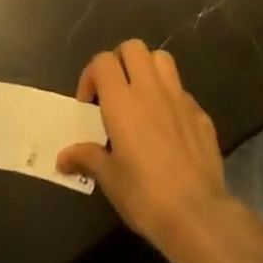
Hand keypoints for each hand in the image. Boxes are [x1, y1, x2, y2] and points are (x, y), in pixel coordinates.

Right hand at [57, 40, 249, 262]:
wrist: (197, 214)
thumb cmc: (145, 195)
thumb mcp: (109, 179)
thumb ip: (87, 158)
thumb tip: (62, 157)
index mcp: (122, 101)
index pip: (103, 61)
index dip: (92, 75)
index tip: (89, 103)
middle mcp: (150, 89)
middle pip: (133, 48)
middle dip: (120, 61)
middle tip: (114, 91)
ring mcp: (179, 98)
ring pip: (161, 59)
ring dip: (148, 69)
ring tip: (141, 97)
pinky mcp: (200, 113)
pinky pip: (182, 90)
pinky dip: (170, 98)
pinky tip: (168, 126)